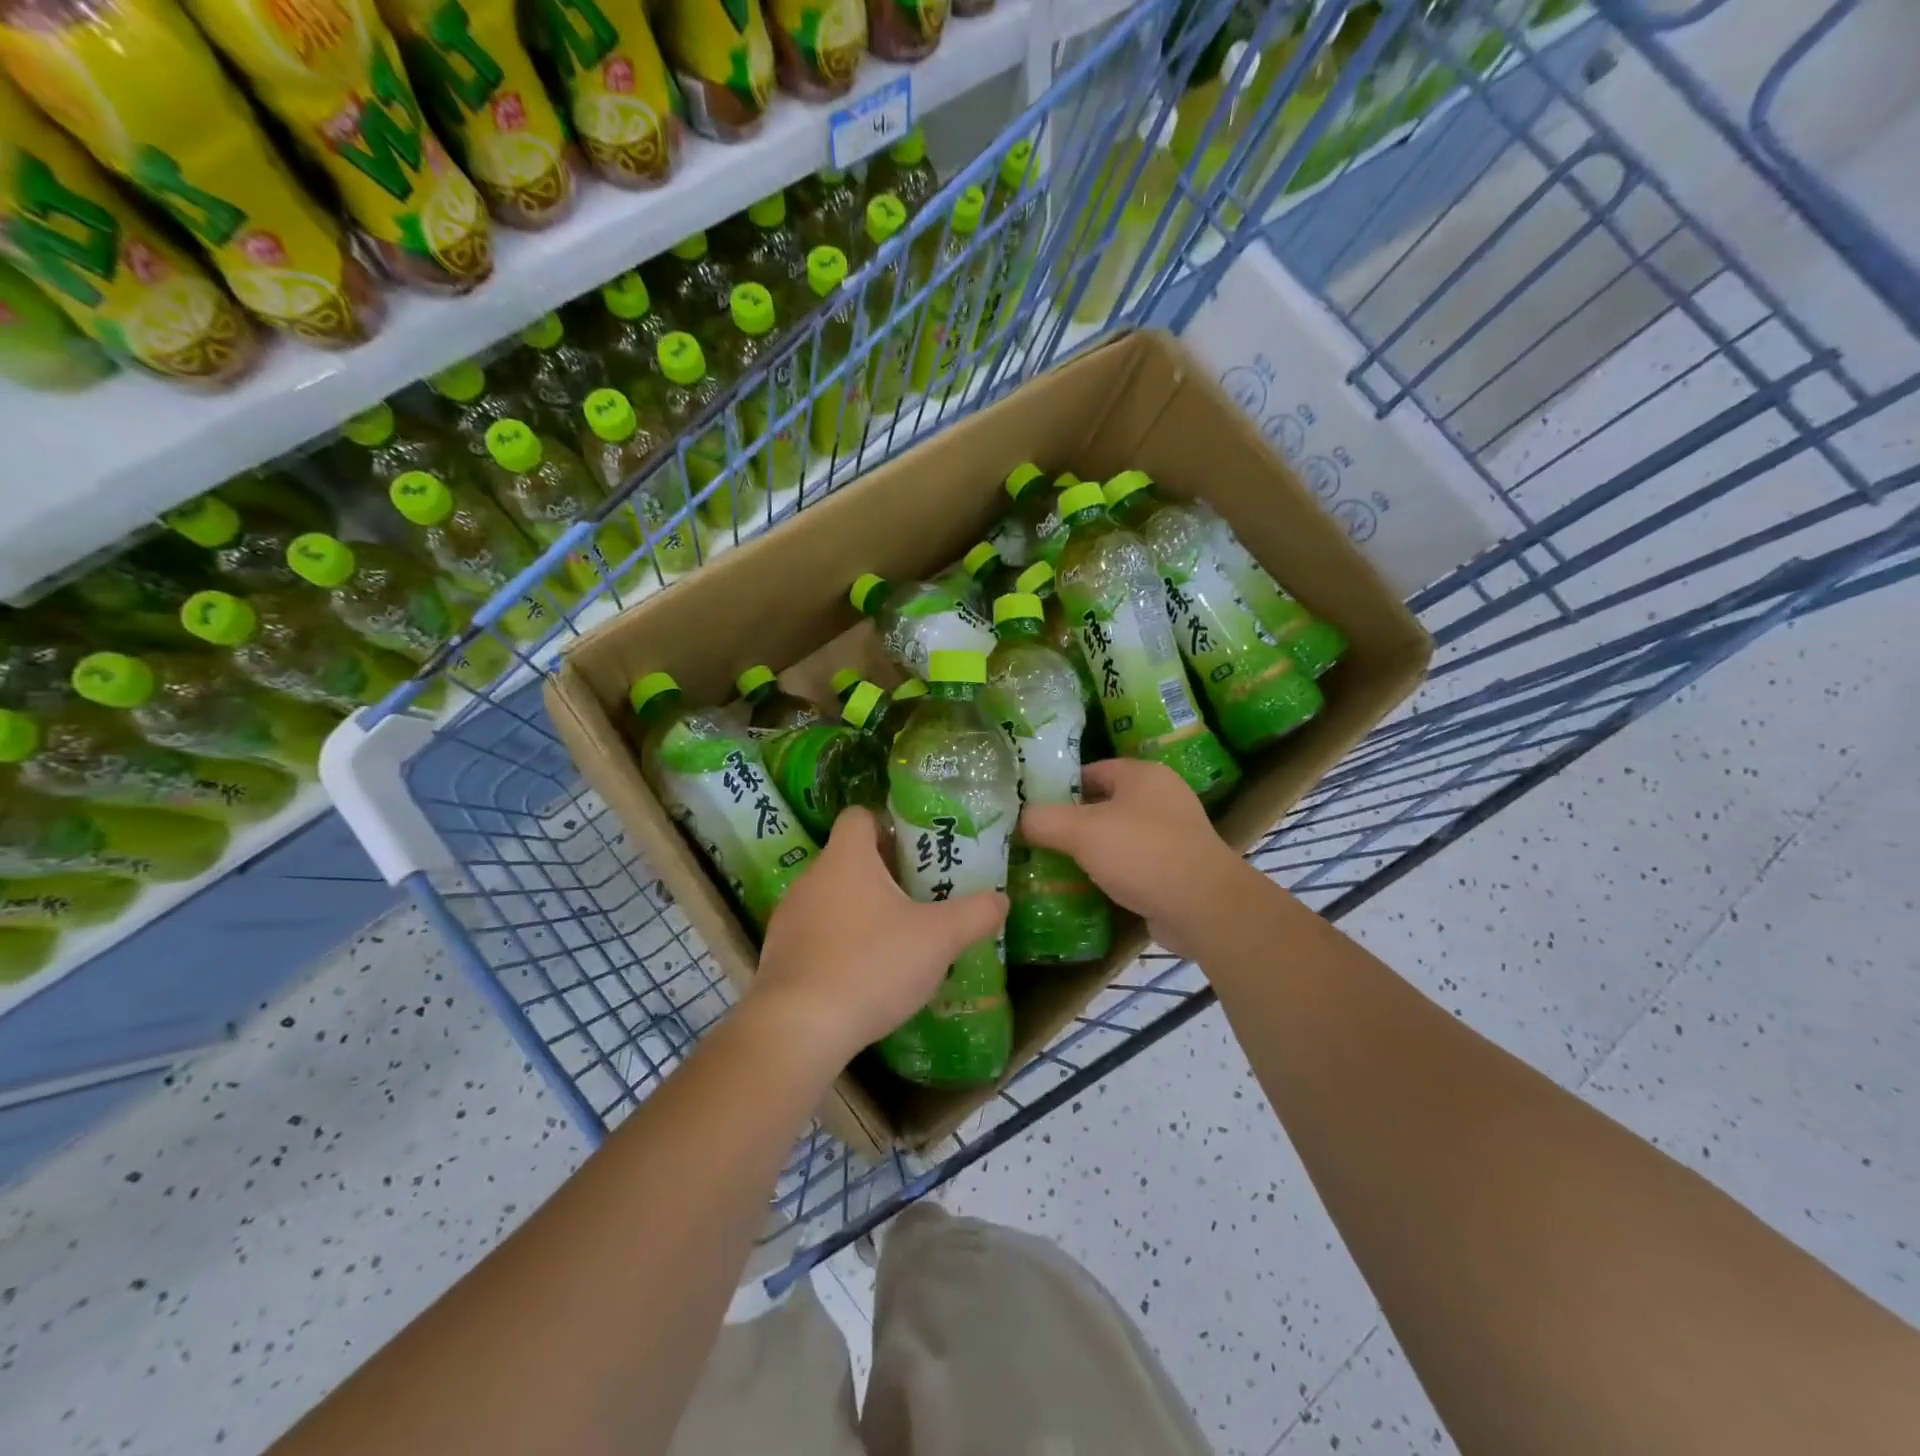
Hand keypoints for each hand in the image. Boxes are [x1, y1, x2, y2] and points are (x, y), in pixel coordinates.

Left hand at [750, 807, 1007, 1065]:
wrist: (799, 1028)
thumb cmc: (872, 964)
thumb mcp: (939, 939)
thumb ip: (975, 914)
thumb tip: (1000, 899)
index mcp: (846, 858)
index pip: (860, 815)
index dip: (888, 824)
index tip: (917, 848)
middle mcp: (812, 878)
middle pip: (850, 858)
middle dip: (885, 873)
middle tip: (921, 895)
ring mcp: (790, 917)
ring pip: (833, 897)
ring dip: (862, 910)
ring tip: (896, 937)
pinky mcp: (779, 955)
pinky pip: (816, 934)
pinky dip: (840, 943)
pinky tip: (864, 973)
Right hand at [1020, 758, 1257, 957]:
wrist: (1204, 907)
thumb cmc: (1142, 854)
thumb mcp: (1081, 831)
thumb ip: (1043, 820)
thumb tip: (1019, 818)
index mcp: (1143, 774)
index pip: (1091, 770)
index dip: (1059, 786)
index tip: (1031, 808)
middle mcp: (1162, 797)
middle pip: (1104, 803)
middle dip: (1071, 822)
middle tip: (1037, 839)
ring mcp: (1174, 834)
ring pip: (1118, 835)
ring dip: (1091, 850)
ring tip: (1055, 865)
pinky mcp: (1177, 868)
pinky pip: (1133, 863)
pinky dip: (1111, 872)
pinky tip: (1087, 888)